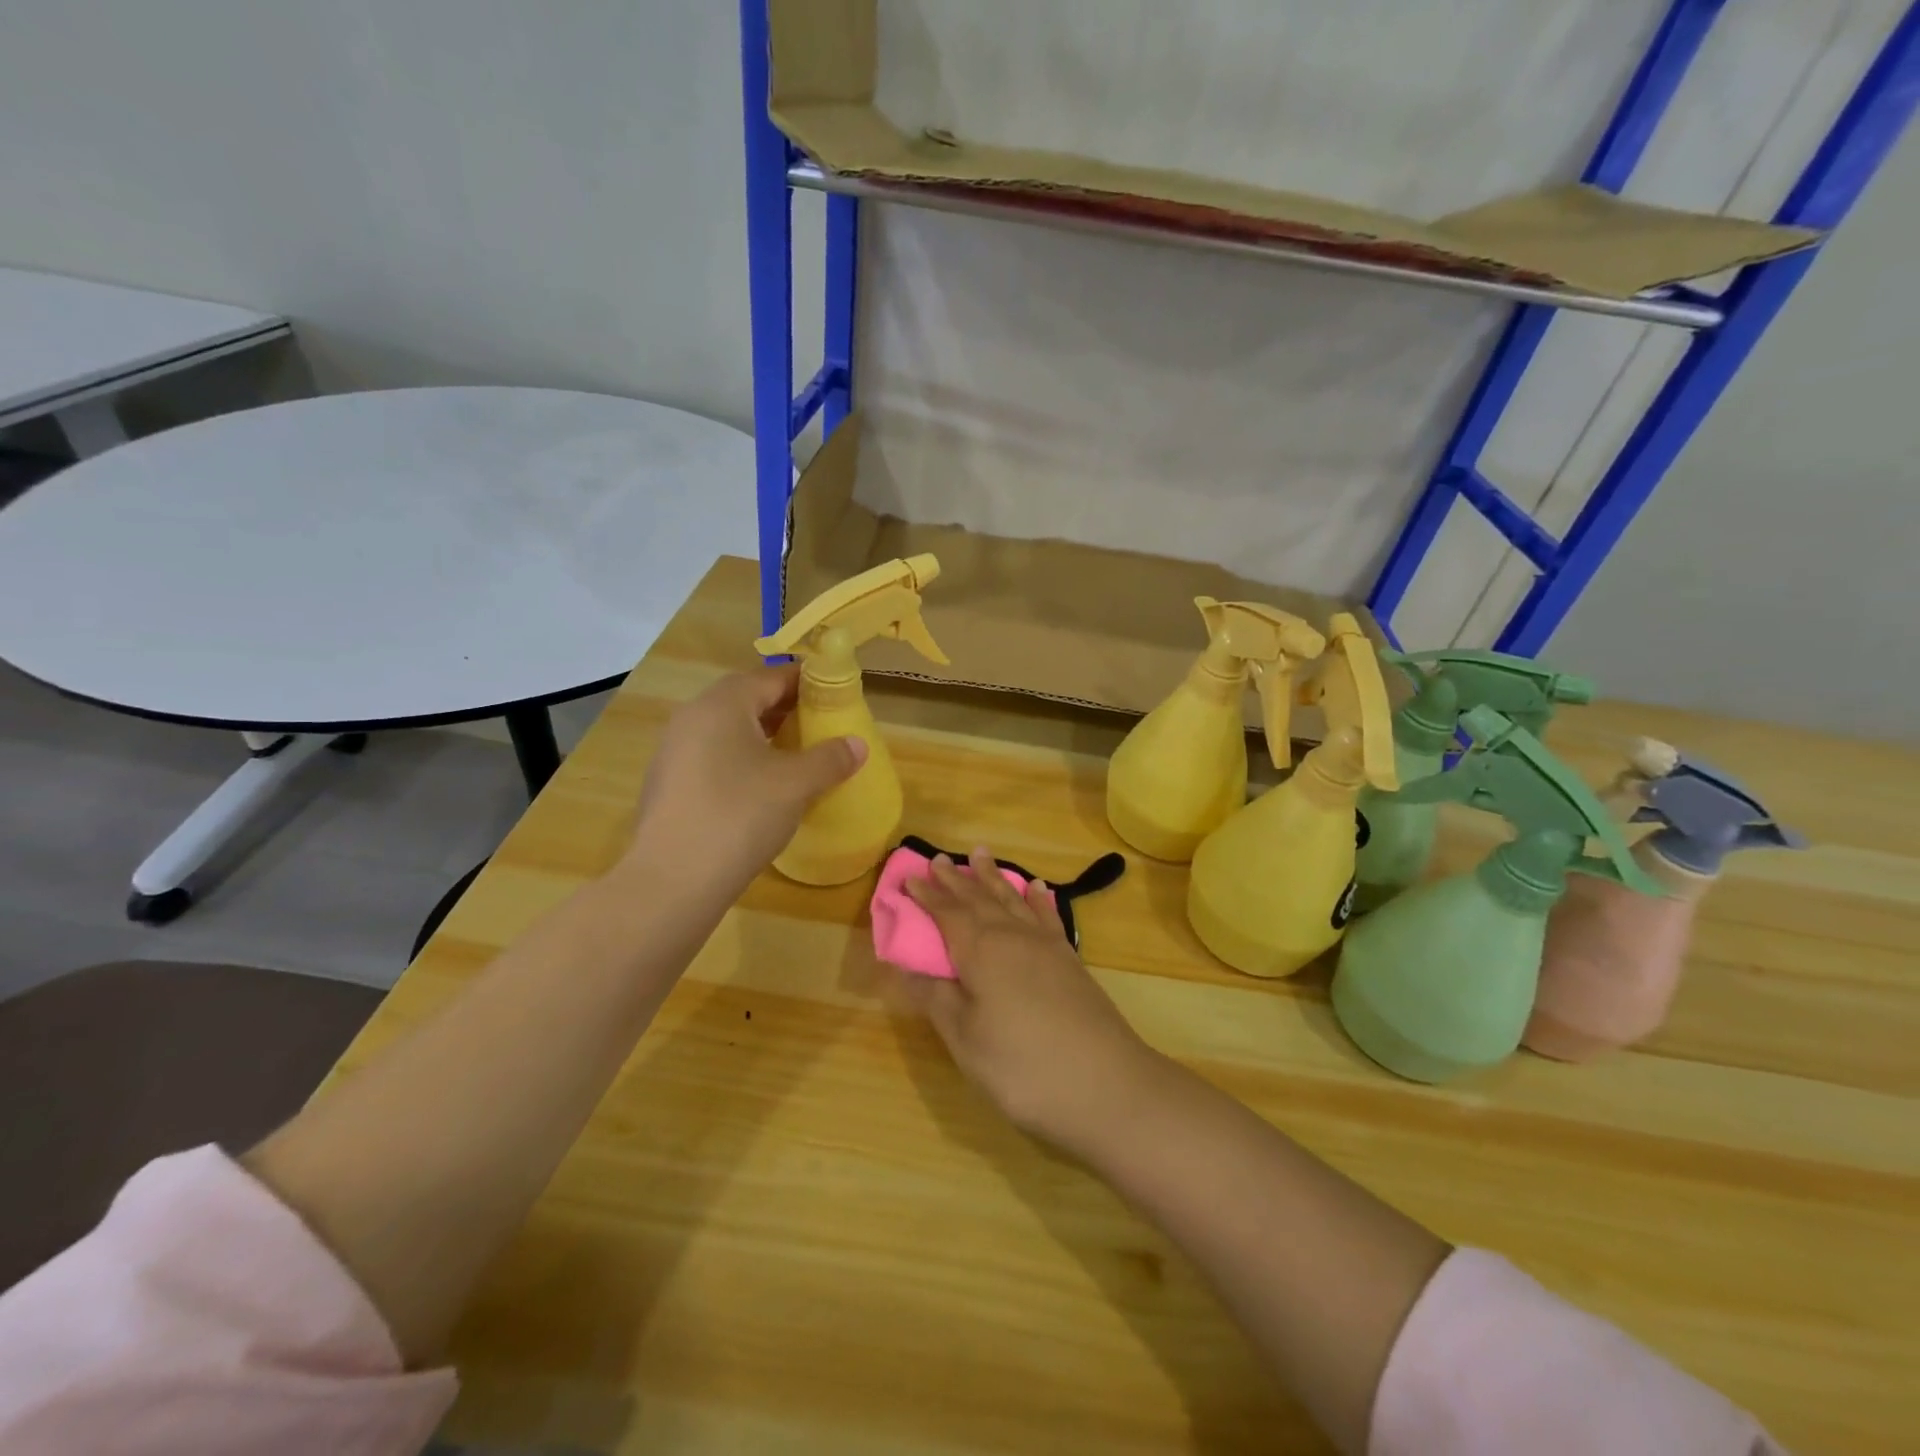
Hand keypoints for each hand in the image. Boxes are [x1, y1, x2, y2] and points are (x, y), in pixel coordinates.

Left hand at [623, 664, 865, 899]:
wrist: (672, 882)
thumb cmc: (739, 816)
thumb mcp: (795, 784)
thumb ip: (830, 758)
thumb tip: (857, 745)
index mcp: (722, 704)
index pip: (771, 677)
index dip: (806, 683)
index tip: (835, 694)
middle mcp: (692, 717)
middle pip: (747, 700)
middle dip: (785, 709)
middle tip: (821, 725)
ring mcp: (674, 752)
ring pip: (728, 730)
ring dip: (764, 736)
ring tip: (797, 756)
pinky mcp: (669, 785)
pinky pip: (713, 756)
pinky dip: (742, 760)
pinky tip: (762, 788)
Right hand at [901, 848, 1160, 1152]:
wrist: (1107, 1085)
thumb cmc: (1023, 1067)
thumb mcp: (966, 1040)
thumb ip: (936, 998)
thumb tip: (905, 966)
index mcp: (981, 951)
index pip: (947, 914)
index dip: (927, 897)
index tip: (908, 878)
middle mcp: (1013, 936)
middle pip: (979, 899)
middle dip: (956, 879)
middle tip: (938, 858)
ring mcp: (1046, 946)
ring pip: (1012, 899)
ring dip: (993, 877)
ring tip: (981, 853)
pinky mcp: (1070, 960)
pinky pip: (1048, 916)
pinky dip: (1038, 899)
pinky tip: (1036, 887)